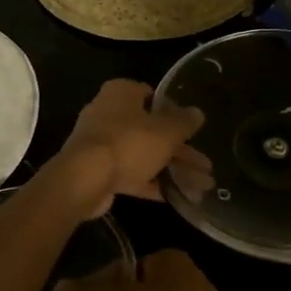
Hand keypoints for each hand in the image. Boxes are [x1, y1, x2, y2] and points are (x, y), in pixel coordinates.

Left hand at [54, 79, 208, 216]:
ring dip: (172, 169)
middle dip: (181, 150)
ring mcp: (102, 144)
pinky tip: (176, 196)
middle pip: (151, 130)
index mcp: (122, 93)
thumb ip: (185, 122)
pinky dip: (152, 183)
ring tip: (201, 186)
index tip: (192, 129)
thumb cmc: (129, 143)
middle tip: (206, 165)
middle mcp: (108, 114)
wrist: (85, 179)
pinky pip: (132, 174)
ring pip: (144, 154)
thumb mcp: (167, 131)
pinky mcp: (99, 171)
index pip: (152, 96)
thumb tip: (198, 113)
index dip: (175, 112)